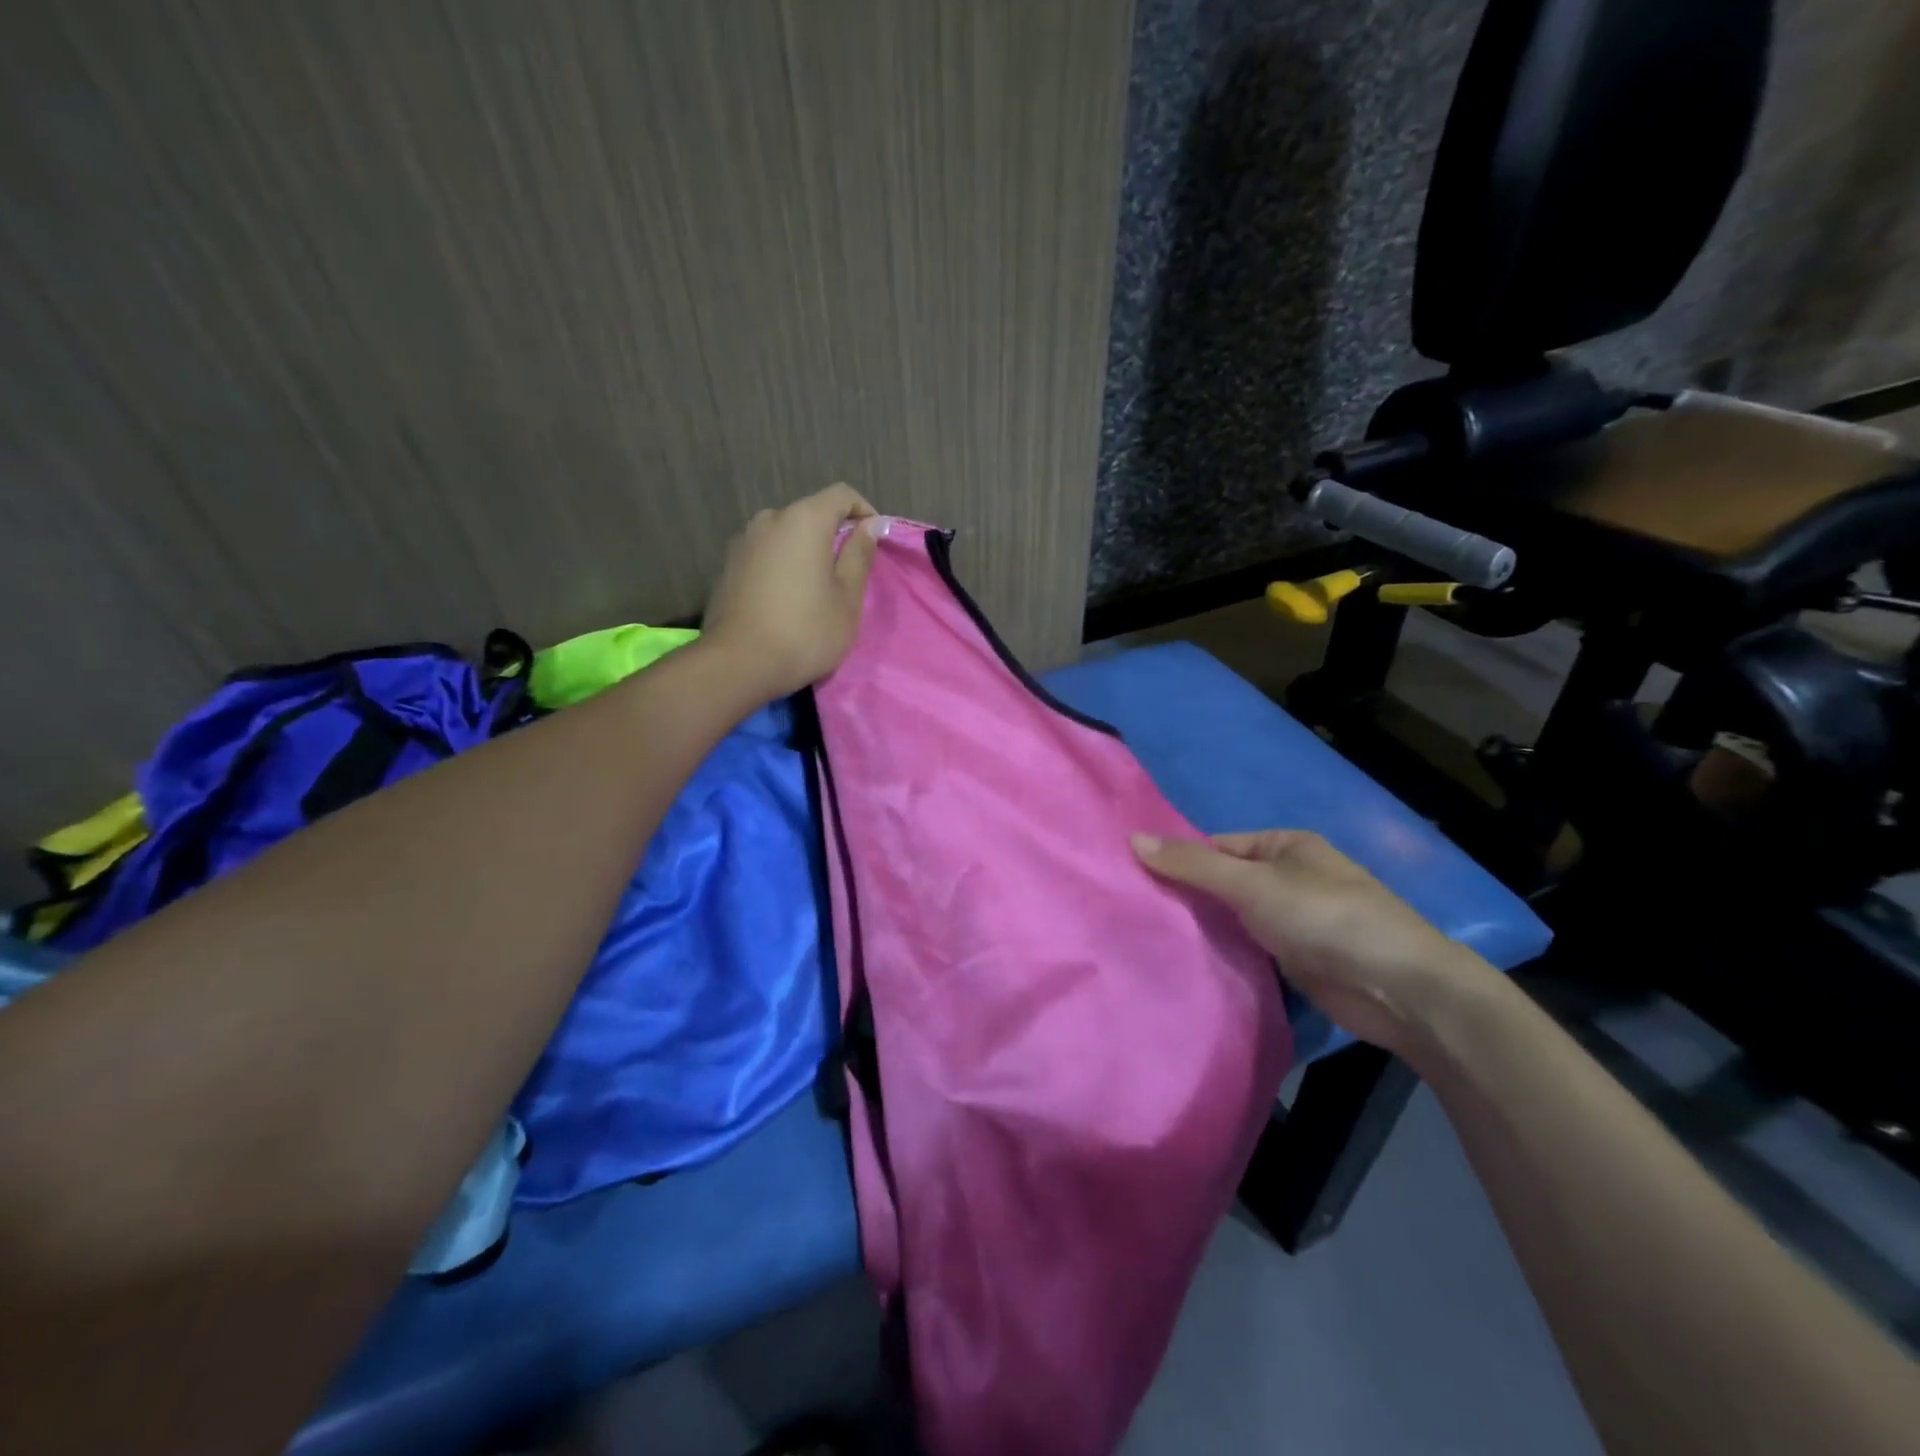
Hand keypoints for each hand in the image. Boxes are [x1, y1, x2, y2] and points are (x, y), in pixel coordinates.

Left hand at [702, 484, 883, 698]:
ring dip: (806, 553)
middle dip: (834, 536)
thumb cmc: (805, 630)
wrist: (738, 663)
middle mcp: (769, 519)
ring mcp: (743, 541)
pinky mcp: (728, 566)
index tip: (875, 542)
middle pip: (811, 514)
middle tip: (848, 575)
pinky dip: (783, 566)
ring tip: (816, 591)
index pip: (842, 495)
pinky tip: (787, 601)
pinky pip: (766, 555)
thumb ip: (859, 554)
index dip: (865, 512)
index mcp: (803, 519)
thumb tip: (870, 524)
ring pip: (786, 536)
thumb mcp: (847, 597)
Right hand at [1132, 829, 1497, 1056]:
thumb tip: (1132, 839)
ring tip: (1145, 938)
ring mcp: (1292, 923)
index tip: (1132, 879)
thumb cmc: (1325, 917)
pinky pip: (1246, 950)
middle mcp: (1287, 879)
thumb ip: (1192, 865)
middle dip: (1184, 897)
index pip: (1215, 847)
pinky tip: (1183, 964)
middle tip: (1131, 912)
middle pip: (1221, 884)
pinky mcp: (1295, 962)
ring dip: (1201, 930)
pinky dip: (1221, 955)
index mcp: (1283, 846)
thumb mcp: (1252, 883)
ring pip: (1232, 920)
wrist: (1399, 989)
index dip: (1176, 860)